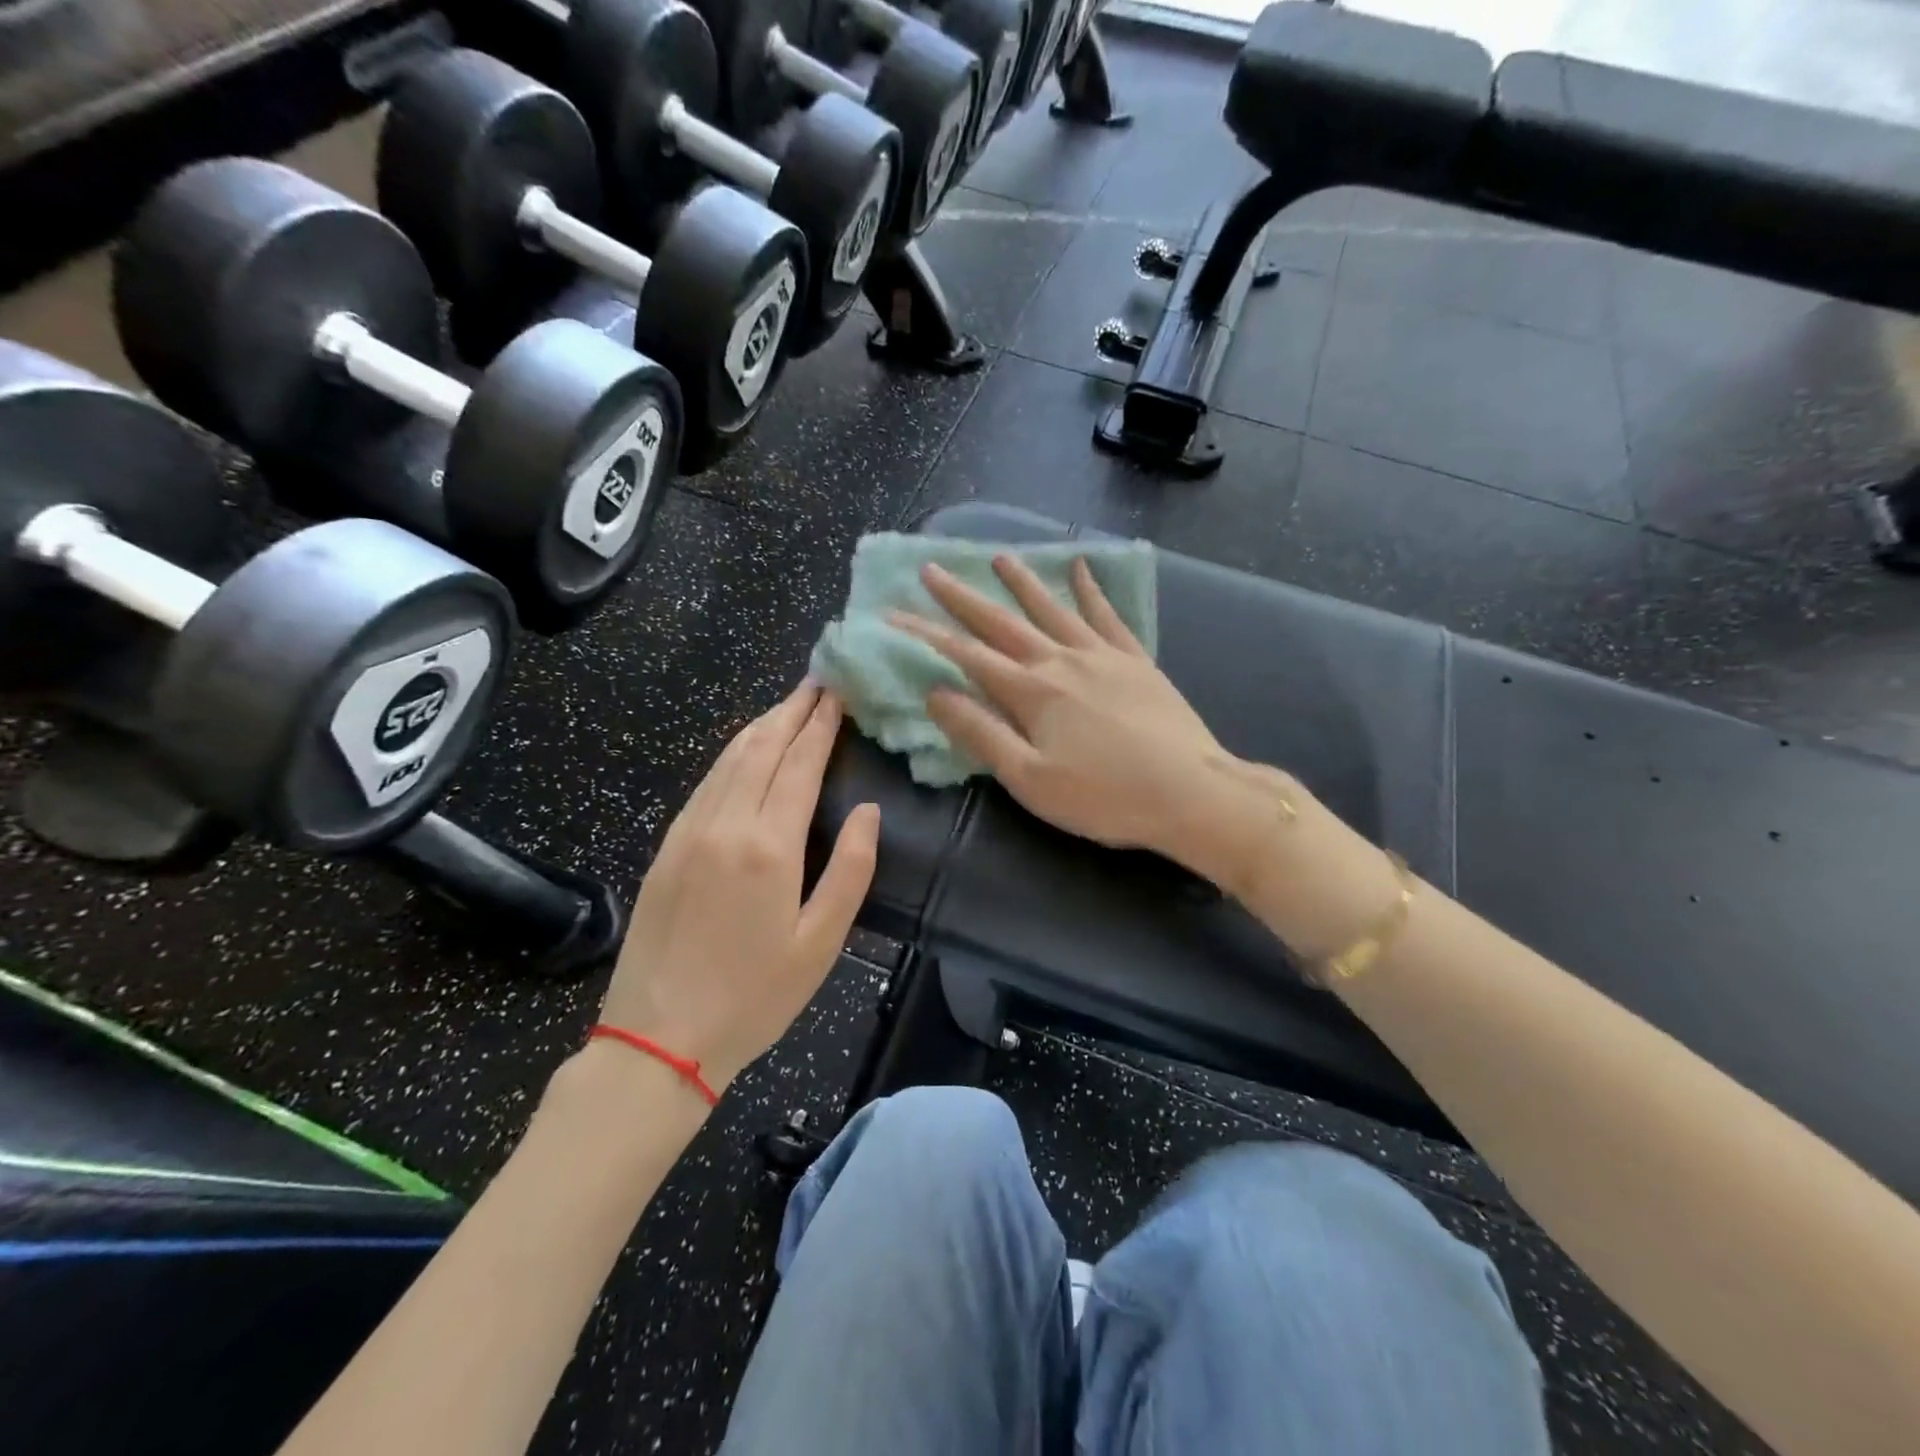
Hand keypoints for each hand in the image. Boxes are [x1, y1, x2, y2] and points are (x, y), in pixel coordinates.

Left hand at [597, 683, 879, 1093]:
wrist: (658, 1037)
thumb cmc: (754, 996)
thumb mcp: (820, 943)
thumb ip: (850, 870)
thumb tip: (868, 811)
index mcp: (769, 846)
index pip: (800, 765)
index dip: (820, 726)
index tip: (837, 693)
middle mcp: (725, 825)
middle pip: (761, 748)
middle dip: (791, 710)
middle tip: (816, 681)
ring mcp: (689, 832)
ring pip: (728, 759)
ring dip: (760, 725)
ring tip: (787, 704)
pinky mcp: (667, 847)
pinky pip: (705, 783)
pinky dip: (731, 754)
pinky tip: (743, 750)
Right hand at [891, 555, 1232, 867]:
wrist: (1191, 792)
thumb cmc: (1104, 796)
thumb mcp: (1030, 778)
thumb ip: (981, 733)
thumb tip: (937, 693)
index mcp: (1031, 692)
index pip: (966, 655)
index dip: (926, 634)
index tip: (893, 614)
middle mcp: (1062, 661)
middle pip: (1003, 623)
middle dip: (963, 598)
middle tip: (933, 570)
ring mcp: (1102, 656)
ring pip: (1053, 609)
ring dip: (1023, 583)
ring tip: (999, 556)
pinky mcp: (1136, 662)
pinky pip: (1108, 617)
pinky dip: (1092, 592)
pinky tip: (1083, 569)